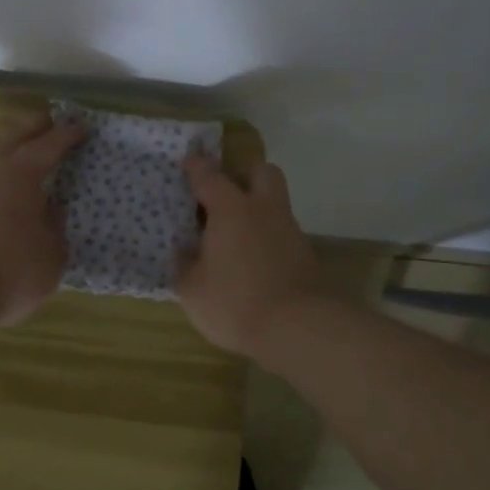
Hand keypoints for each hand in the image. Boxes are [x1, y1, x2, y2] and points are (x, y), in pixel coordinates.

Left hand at [0, 114, 84, 327]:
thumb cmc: (11, 271)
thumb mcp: (53, 253)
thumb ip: (55, 226)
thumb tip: (49, 211)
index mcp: (19, 173)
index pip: (48, 145)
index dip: (67, 135)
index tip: (82, 128)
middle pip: (12, 136)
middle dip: (33, 127)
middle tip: (50, 123)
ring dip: (8, 150)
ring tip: (24, 157)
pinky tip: (1, 193)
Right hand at [178, 157, 326, 356]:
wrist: (298, 327)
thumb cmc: (236, 302)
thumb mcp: (193, 289)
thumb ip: (185, 264)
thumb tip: (184, 249)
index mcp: (231, 209)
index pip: (210, 176)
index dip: (196, 167)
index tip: (188, 161)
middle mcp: (263, 209)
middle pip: (260, 172)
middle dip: (243, 175)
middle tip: (224, 193)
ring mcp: (289, 230)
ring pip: (274, 202)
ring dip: (257, 209)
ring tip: (234, 233)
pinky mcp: (304, 254)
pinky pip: (281, 231)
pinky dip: (267, 236)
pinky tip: (252, 258)